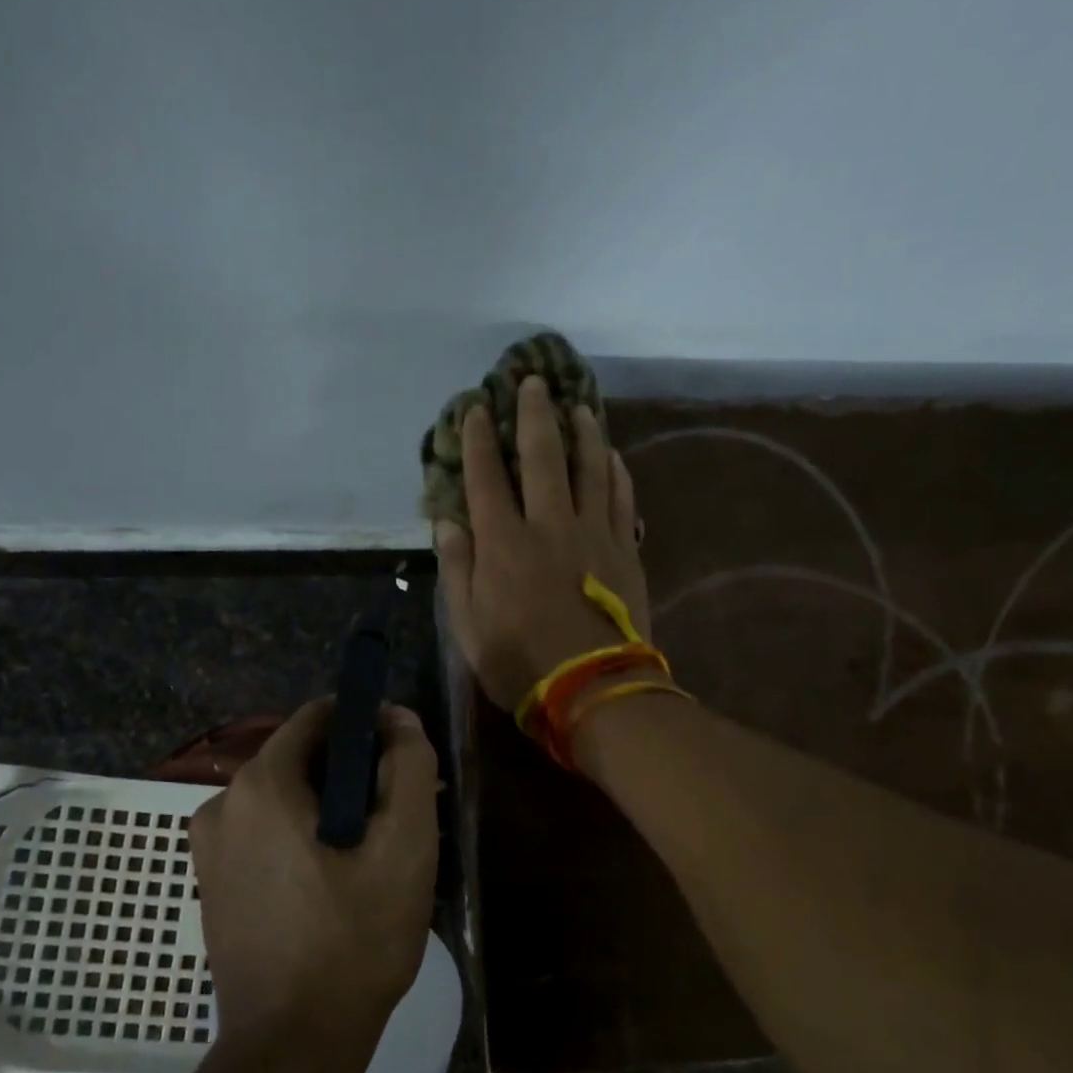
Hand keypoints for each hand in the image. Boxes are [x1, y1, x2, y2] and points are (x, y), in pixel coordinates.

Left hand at [189, 699, 439, 1061]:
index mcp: (261, 784)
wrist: (291, 1049)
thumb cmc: (355, 940)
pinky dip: (306, 838)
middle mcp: (222, 802)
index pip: (321, 717)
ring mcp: (210, 847)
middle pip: (305, 758)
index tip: (405, 760)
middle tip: (401, 816)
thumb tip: (398, 720)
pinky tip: (339, 882)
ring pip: (288, 798)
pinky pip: (268, 834)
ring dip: (334, 809)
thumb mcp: (406, 845)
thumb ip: (409, 766)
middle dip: (356, 774)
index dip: (371, 726)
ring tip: (376, 856)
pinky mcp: (214, 883)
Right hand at [435, 376, 650, 710]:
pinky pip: (621, 498)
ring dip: (583, 431)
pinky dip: (615, 471)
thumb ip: (458, 571)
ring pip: (590, 467)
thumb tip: (448, 523)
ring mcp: (593, 534)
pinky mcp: (624, 549)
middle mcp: (549, 526)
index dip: (478, 440)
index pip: (487, 478)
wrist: (594, 690)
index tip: (475, 409)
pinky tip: (611, 454)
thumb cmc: (521, 664)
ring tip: (578, 406)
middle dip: (533, 415)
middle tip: (532, 382)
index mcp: (504, 545)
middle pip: (542, 457)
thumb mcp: (468, 628)